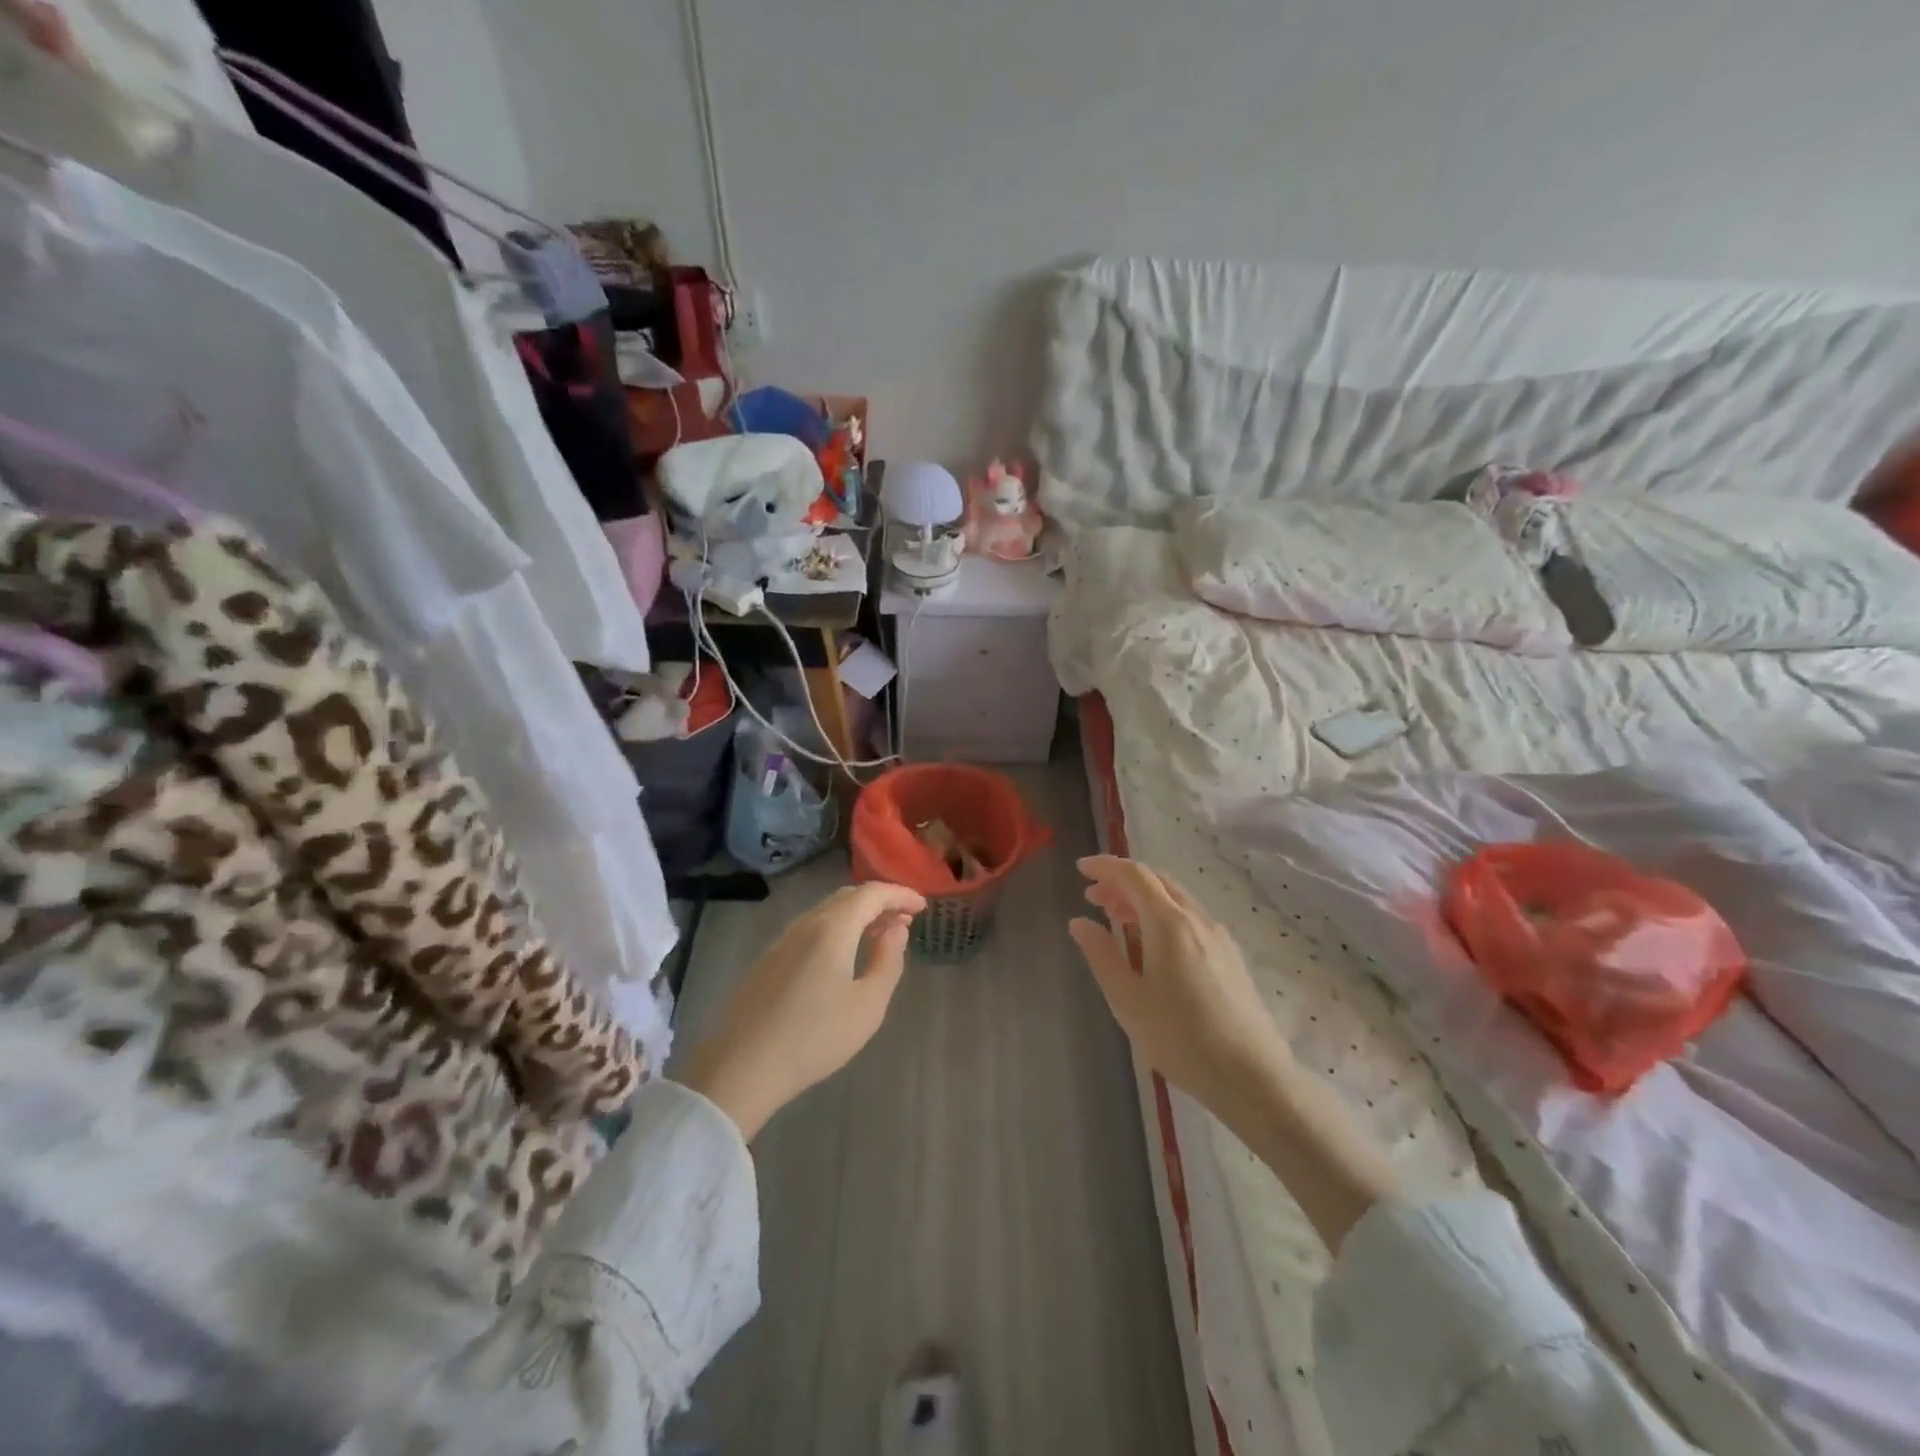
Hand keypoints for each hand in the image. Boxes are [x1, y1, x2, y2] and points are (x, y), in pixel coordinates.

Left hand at [676, 882, 925, 1140]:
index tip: (923, 906)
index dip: (900, 894)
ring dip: (857, 916)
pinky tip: (843, 955)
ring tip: (879, 936)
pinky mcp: (768, 960)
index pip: (872, 893)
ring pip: (826, 912)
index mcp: (832, 928)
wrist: (740, 1067)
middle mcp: (806, 924)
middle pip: (847, 897)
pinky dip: (836, 929)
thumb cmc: (814, 1038)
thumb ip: (887, 961)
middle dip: (879, 902)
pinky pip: (811, 929)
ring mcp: (782, 941)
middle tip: (905, 920)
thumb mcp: (867, 1005)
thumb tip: (896, 928)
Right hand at [1068, 855, 1290, 1116]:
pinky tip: (1152, 946)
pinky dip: (1163, 916)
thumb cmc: (1181, 1039)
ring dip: (1143, 899)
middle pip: (1157, 882)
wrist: (1253, 1077)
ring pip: (1176, 900)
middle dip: (1122, 882)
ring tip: (1117, 920)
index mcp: (1169, 924)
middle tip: (1093, 898)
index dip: (1105, 866)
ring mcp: (1218, 937)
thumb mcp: (1128, 1000)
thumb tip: (1079, 923)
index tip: (1081, 868)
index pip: (1135, 875)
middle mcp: (1197, 919)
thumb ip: (1101, 955)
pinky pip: (1190, 919)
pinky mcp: (1230, 956)